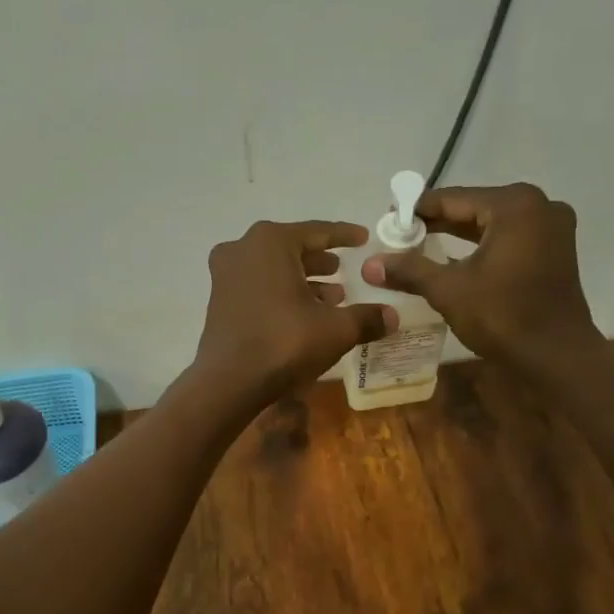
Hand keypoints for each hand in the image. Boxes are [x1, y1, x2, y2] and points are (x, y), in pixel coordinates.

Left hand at [193, 220, 396, 406]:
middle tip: (344, 269)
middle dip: (320, 260)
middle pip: (292, 248)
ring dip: (303, 279)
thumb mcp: (335, 329)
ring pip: (273, 268)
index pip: (317, 231)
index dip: (344, 236)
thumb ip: (367, 317)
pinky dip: (281, 292)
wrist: (228, 382)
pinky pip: (258, 285)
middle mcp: (243, 248)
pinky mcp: (219, 299)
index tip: (363, 238)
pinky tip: (304, 313)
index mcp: (271, 242)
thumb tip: (394, 316)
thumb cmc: (284, 343)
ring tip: (332, 297)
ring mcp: (226, 274)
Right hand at [363, 183, 600, 367]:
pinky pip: (509, 238)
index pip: (453, 198)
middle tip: (400, 234)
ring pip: (492, 224)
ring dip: (458, 235)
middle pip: (474, 208)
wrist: (557, 358)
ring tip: (420, 245)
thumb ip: (409, 269)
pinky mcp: (555, 250)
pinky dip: (481, 246)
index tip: (388, 220)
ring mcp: (552, 228)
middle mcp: (539, 206)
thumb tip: (369, 264)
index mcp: (514, 205)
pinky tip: (454, 259)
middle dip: (437, 222)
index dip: (417, 210)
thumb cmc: (503, 316)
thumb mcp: (448, 290)